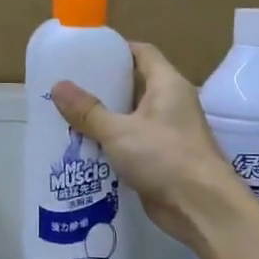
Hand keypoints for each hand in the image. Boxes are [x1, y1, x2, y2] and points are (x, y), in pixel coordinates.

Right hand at [52, 43, 245, 248]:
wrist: (201, 208)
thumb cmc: (164, 157)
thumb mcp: (119, 131)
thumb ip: (88, 111)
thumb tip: (58, 86)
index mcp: (168, 84)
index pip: (142, 53)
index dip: (115, 50)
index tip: (85, 54)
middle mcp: (171, 103)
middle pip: (135, 84)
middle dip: (103, 87)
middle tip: (69, 88)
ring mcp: (169, 132)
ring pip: (132, 116)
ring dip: (105, 118)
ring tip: (69, 116)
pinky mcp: (163, 158)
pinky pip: (133, 142)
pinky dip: (112, 143)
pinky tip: (85, 147)